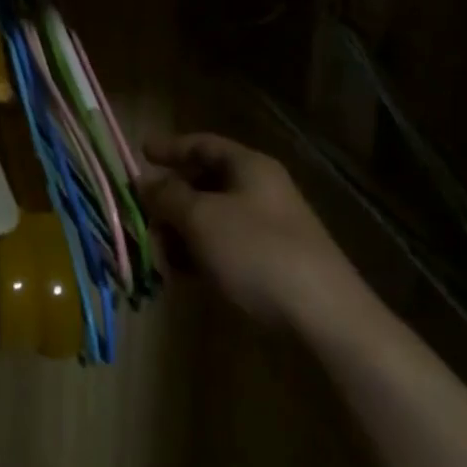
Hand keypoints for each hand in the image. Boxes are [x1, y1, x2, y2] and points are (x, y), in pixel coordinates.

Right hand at [138, 133, 368, 331]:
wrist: (325, 321)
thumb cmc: (257, 253)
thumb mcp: (201, 218)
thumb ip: (167, 196)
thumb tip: (144, 182)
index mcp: (249, 167)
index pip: (203, 145)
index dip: (170, 148)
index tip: (140, 154)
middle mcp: (260, 191)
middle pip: (205, 183)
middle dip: (171, 198)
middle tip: (141, 215)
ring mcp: (268, 230)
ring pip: (212, 219)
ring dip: (182, 232)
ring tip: (157, 253)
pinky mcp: (271, 266)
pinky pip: (225, 249)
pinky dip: (201, 255)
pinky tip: (182, 275)